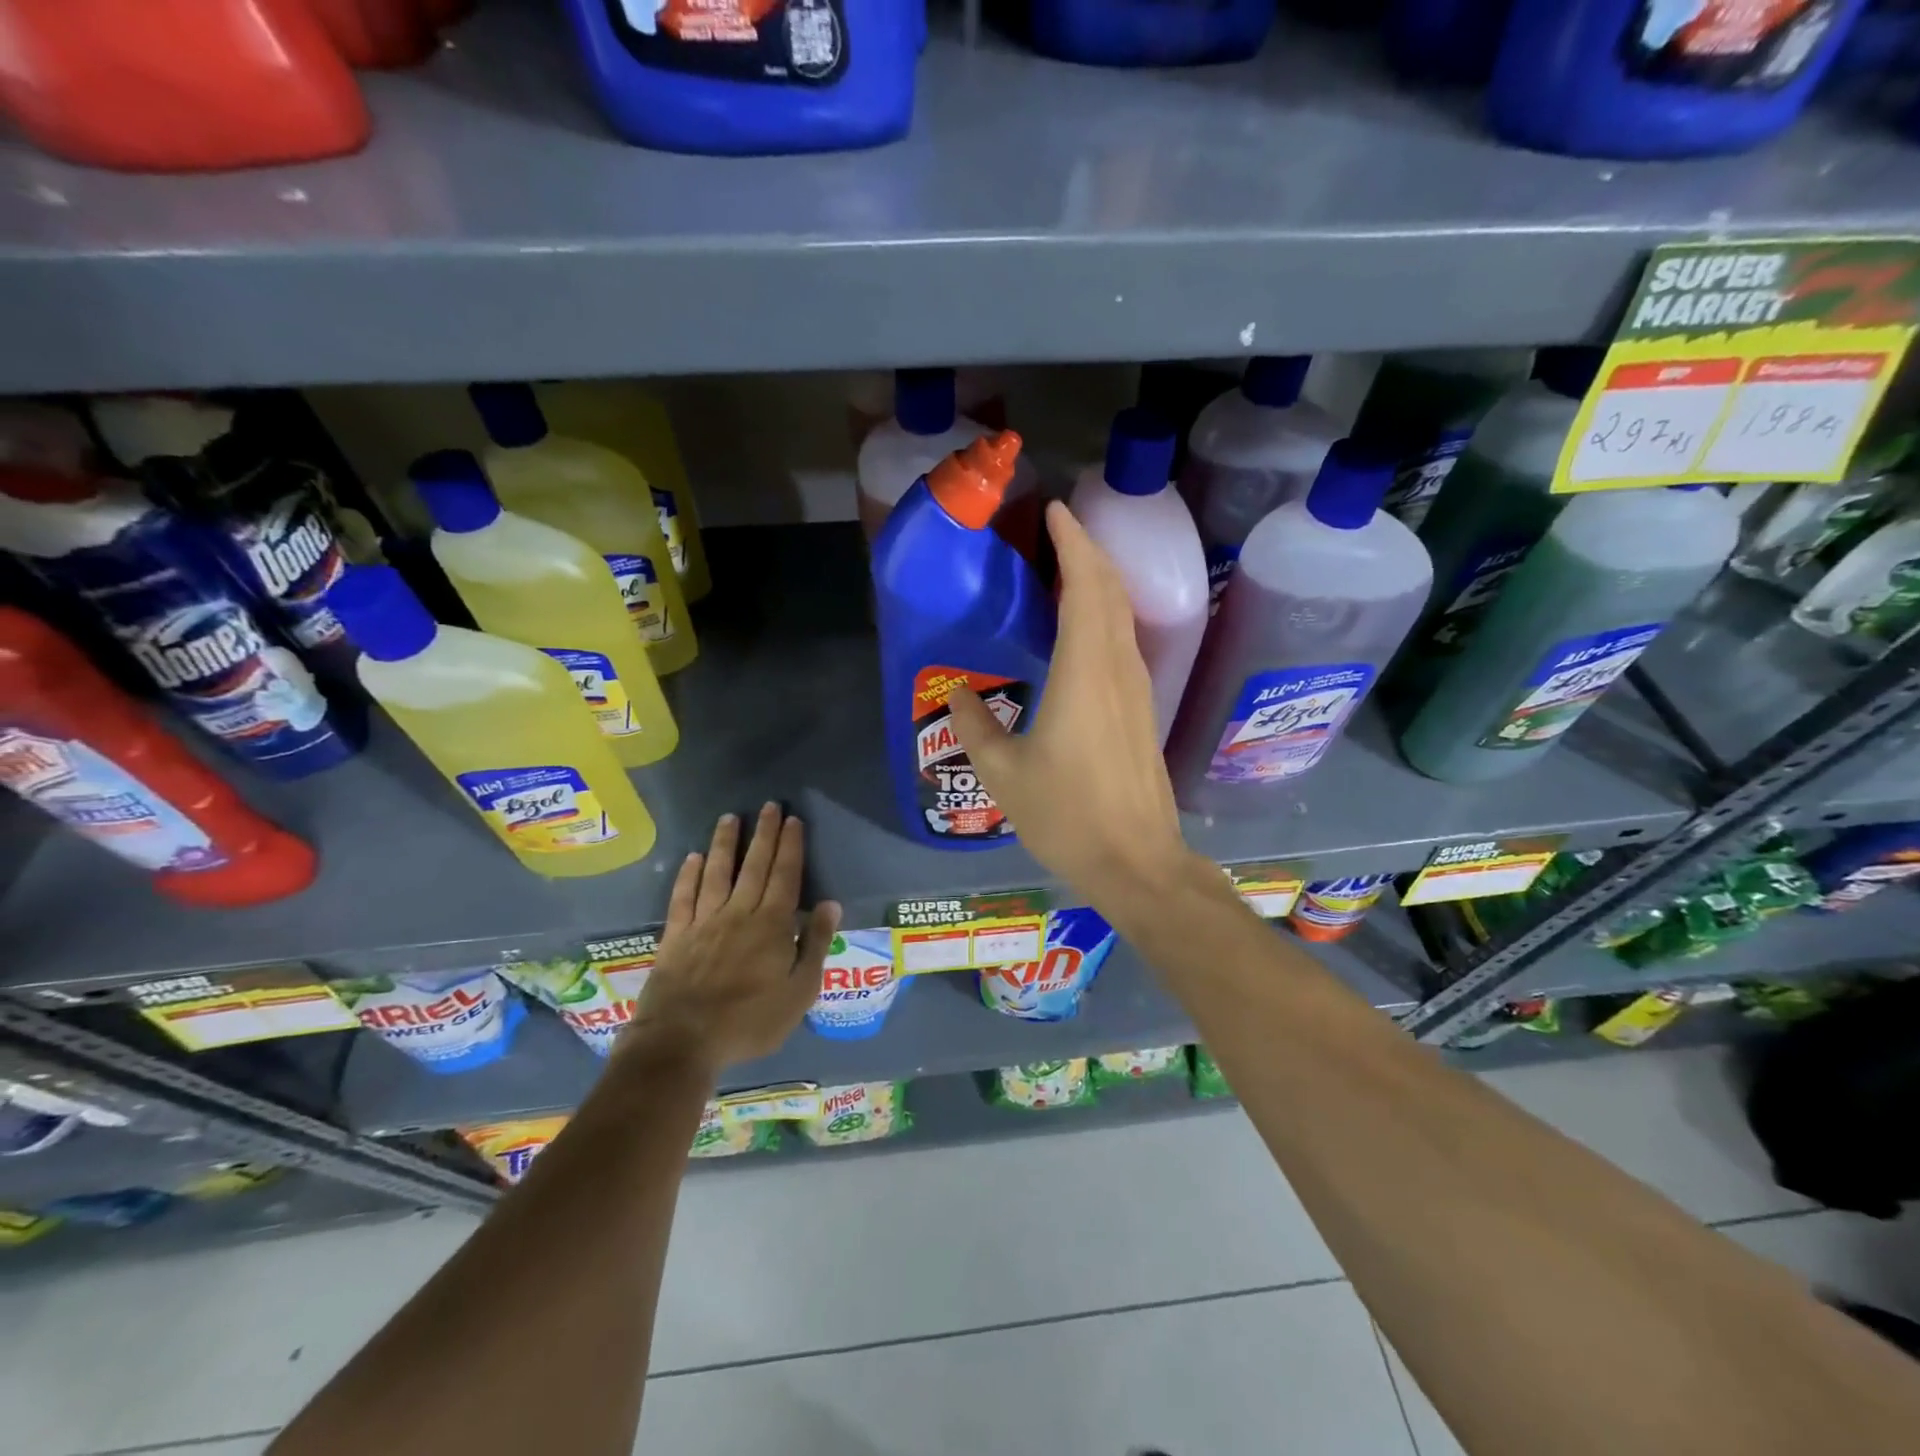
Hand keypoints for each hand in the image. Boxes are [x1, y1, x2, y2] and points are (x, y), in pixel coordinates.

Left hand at [623, 804, 840, 1077]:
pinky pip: (684, 896)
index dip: (791, 846)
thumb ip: (816, 945)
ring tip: (731, 818)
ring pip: (718, 872)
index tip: (793, 819)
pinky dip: (689, 875)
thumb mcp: (799, 992)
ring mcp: (704, 922)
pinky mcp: (676, 936)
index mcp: (773, 925)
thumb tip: (831, 904)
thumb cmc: (750, 1021)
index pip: (786, 875)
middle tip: (769, 806)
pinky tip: (693, 858)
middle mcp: (739, 913)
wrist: (682, 1042)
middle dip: (764, 834)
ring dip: (726, 843)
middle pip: (755, 866)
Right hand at [948, 501, 1199, 908]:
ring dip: (1099, 582)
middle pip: (1110, 591)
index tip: (1055, 511)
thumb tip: (956, 694)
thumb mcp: (1004, 774)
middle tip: (1055, 531)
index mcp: (1084, 672)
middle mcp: (1117, 669)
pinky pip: (1124, 642)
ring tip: (1065, 569)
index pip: (1085, 586)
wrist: (1136, 861)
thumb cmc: (1067, 815)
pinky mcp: (1142, 710)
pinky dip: (1104, 615)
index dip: (1073, 543)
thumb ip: (976, 727)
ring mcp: (1137, 689)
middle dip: (1087, 551)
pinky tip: (1083, 629)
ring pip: (1122, 615)